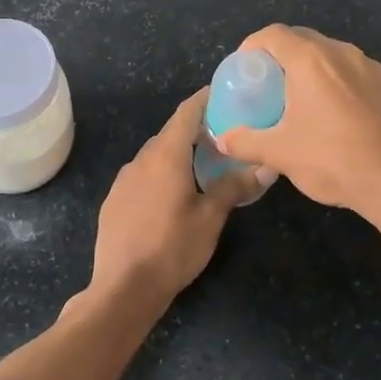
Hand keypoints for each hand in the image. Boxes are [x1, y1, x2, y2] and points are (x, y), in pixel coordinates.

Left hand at [91, 88, 258, 308]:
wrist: (123, 287)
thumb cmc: (172, 248)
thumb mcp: (210, 219)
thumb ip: (234, 187)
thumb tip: (265, 166)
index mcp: (166, 156)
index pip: (186, 112)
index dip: (204, 98)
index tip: (223, 92)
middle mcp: (142, 159)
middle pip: (171, 133)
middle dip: (196, 129)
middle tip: (224, 134)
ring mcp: (124, 179)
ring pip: (155, 155)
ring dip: (178, 153)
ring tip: (203, 164)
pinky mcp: (115, 199)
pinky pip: (142, 174)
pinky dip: (161, 172)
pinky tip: (173, 193)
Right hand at [214, 25, 380, 254]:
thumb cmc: (334, 160)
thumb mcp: (280, 154)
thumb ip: (245, 142)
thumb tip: (221, 139)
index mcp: (311, 60)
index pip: (273, 34)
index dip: (251, 45)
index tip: (242, 68)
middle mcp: (341, 53)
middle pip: (302, 38)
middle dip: (279, 54)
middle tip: (265, 83)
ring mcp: (370, 68)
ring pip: (329, 54)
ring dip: (308, 67)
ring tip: (296, 98)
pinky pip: (351, 71)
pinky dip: (333, 80)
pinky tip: (330, 113)